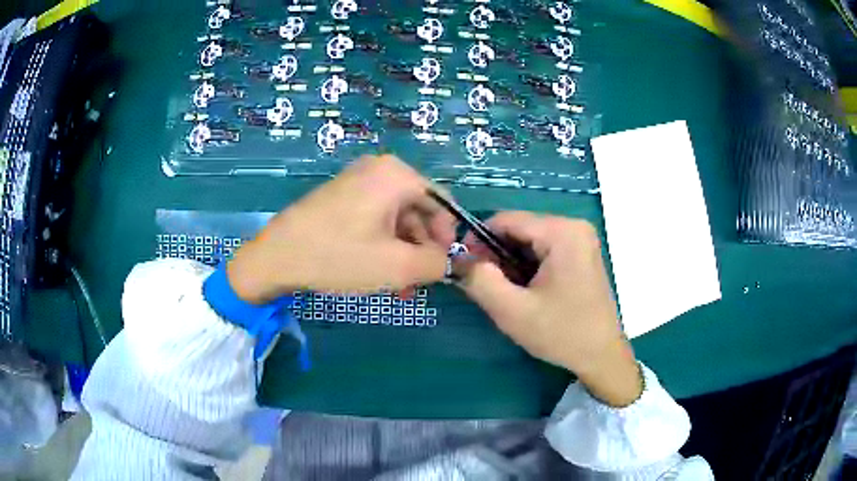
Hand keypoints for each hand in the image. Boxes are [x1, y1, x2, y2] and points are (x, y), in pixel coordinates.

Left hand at [227, 155, 455, 303]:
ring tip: (400, 286)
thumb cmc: (340, 256)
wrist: (277, 257)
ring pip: (395, 218)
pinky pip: (374, 218)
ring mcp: (356, 180)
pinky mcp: (341, 195)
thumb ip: (438, 264)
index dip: (448, 238)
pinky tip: (380, 272)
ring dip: (402, 252)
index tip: (445, 267)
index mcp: (396, 175)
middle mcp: (379, 169)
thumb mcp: (398, 266)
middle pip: (418, 211)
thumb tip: (456, 263)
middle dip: (422, 249)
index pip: (441, 203)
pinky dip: (382, 244)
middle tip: (418, 283)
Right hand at [457, 212, 641, 406]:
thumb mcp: (512, 311)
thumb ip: (479, 280)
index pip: (506, 220)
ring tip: (506, 292)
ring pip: (530, 240)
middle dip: (496, 254)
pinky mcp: (581, 254)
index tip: (464, 266)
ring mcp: (581, 240)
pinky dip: (528, 266)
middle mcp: (574, 227)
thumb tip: (458, 259)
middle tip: (485, 285)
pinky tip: (526, 291)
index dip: (478, 239)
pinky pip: (544, 250)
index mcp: (562, 232)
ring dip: (511, 262)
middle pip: (519, 229)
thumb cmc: (561, 333)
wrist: (601, 355)